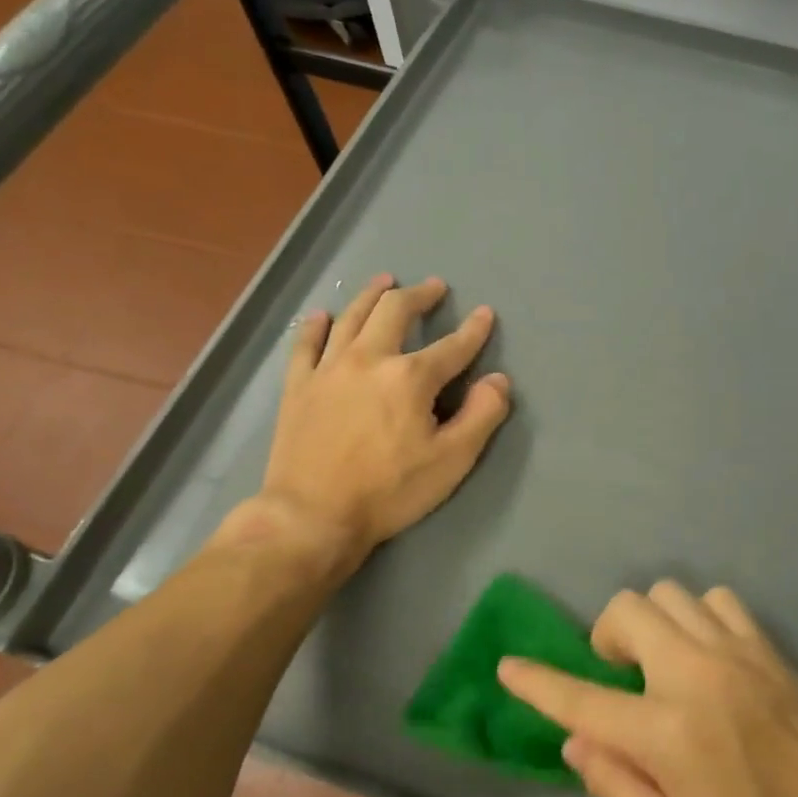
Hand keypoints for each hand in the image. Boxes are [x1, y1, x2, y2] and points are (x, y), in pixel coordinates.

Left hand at [215, 274, 510, 566]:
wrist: (312, 515)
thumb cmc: (390, 491)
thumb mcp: (452, 461)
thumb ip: (482, 416)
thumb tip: (498, 381)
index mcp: (411, 377)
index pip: (452, 346)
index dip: (473, 330)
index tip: (485, 313)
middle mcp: (369, 359)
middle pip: (395, 311)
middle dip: (419, 296)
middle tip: (434, 287)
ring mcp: (328, 369)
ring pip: (351, 316)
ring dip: (372, 295)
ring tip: (385, 281)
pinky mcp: (298, 386)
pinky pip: (306, 343)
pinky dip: (316, 325)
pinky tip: (323, 315)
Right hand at [499, 581, 797, 796]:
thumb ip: (616, 787)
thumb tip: (576, 739)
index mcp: (667, 732)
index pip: (582, 696)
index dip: (537, 681)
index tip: (509, 665)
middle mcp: (695, 674)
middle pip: (626, 611)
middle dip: (604, 637)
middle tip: (618, 678)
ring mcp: (735, 651)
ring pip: (669, 594)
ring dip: (651, 624)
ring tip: (661, 664)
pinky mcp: (766, 645)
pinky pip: (716, 599)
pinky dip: (697, 617)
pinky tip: (705, 654)